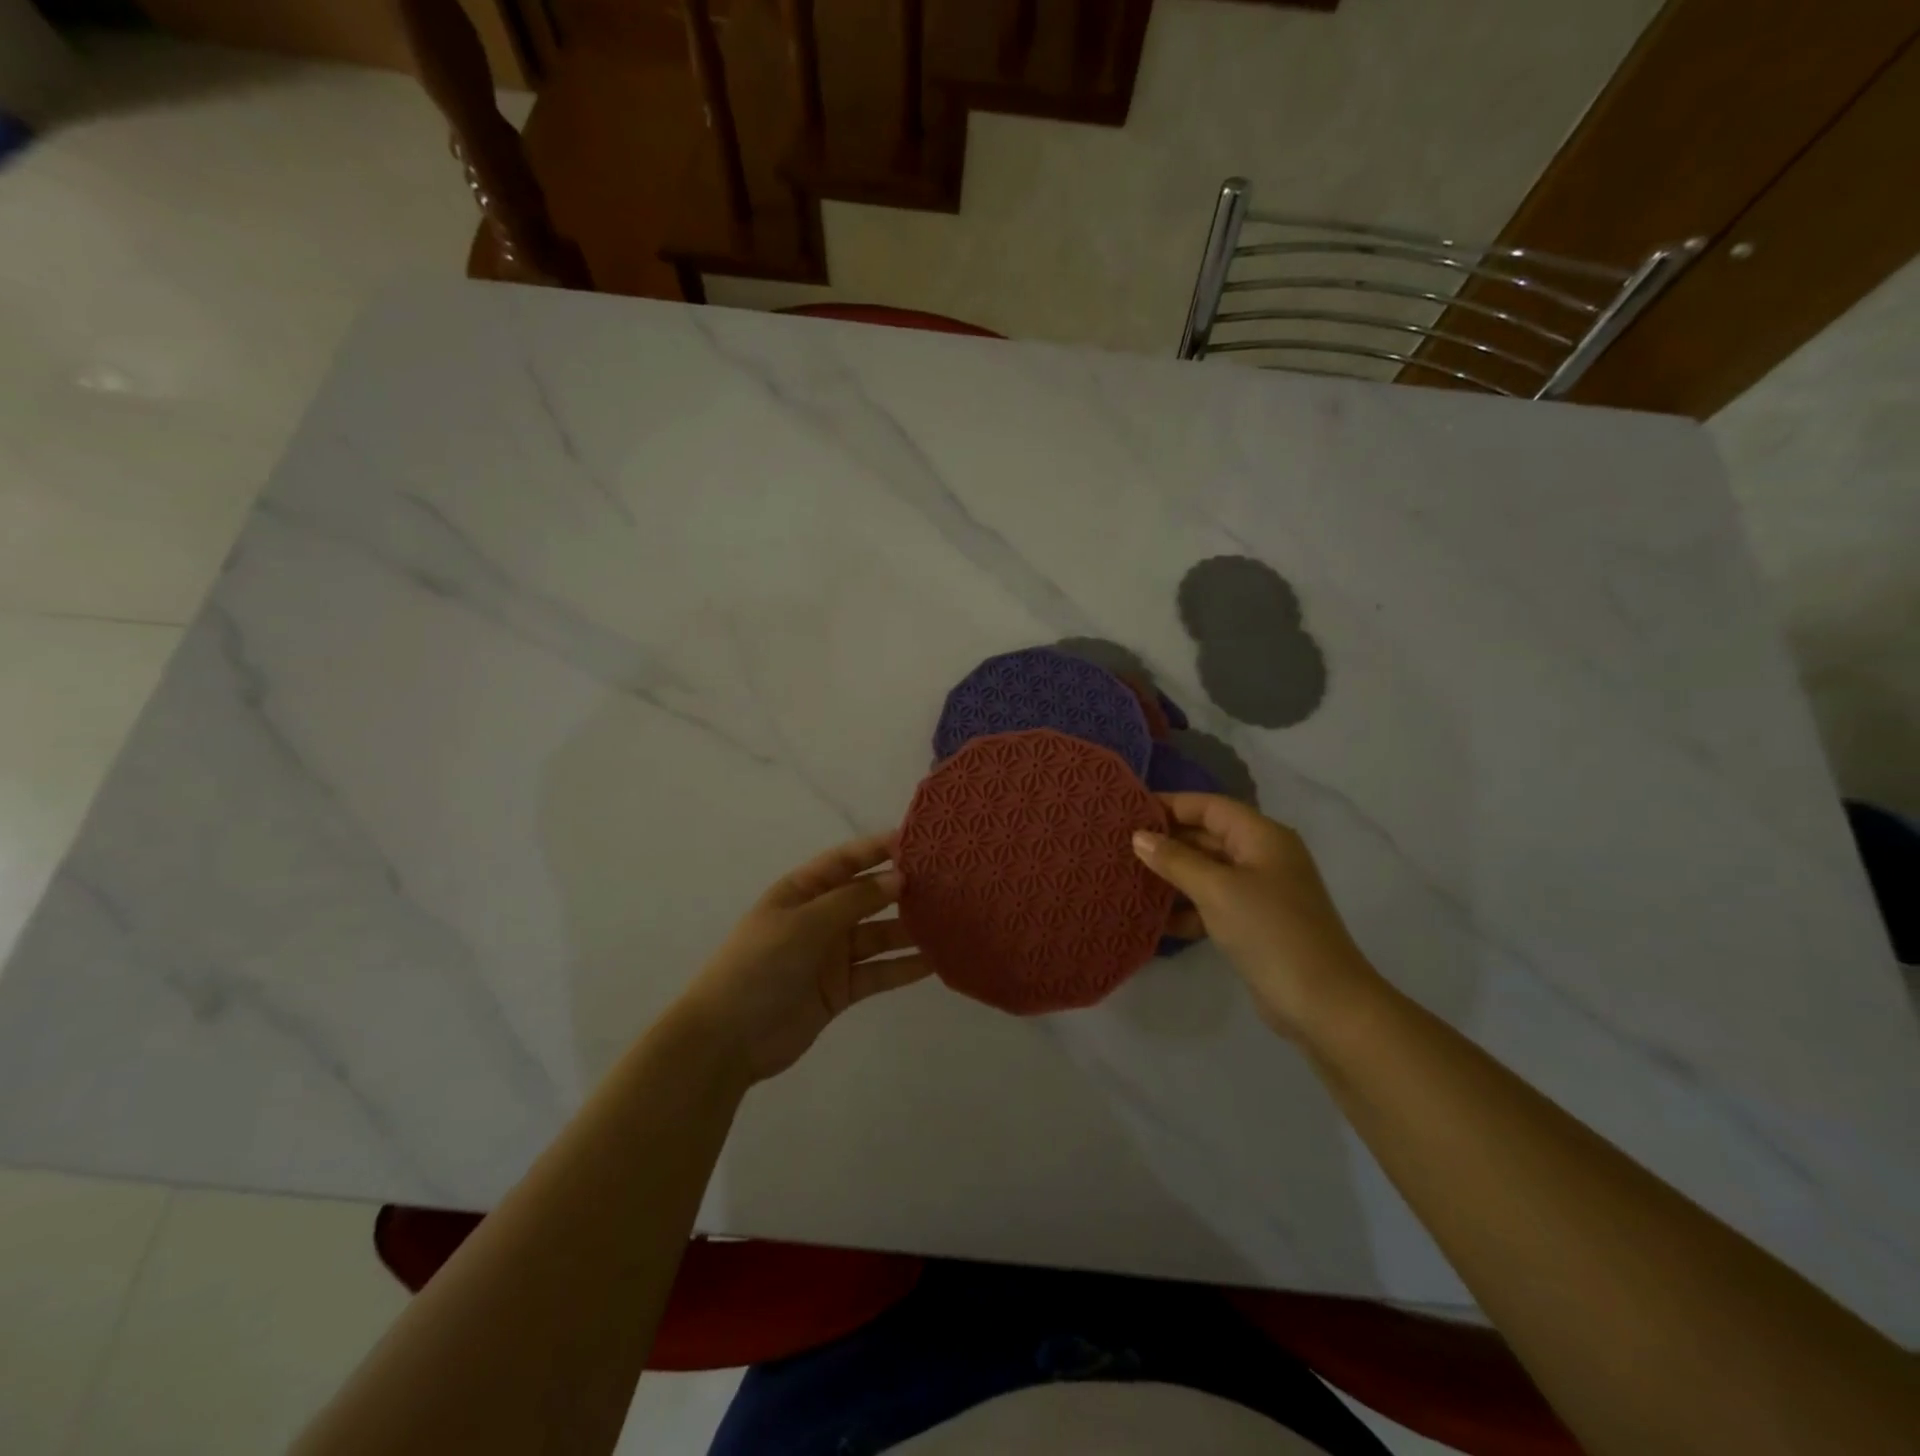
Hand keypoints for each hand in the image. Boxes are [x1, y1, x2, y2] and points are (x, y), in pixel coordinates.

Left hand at [675, 833, 929, 1083]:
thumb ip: (854, 900)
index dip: (878, 849)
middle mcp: (820, 918)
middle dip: (902, 889)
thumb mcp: (805, 923)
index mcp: (802, 891)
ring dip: (909, 930)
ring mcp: (831, 955)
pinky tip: (935, 961)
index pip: (846, 861)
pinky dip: (903, 968)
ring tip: (951, 920)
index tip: (918, 841)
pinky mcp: (841, 990)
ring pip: (879, 935)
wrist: (727, 1039)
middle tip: (947, 882)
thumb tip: (898, 878)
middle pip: (868, 897)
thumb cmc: (760, 965)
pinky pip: (879, 972)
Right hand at [1132, 794, 1379, 1038]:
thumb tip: (1139, 837)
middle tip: (1119, 848)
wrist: (1323, 1004)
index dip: (1169, 805)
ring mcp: (1259, 892)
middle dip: (1165, 843)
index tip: (1127, 813)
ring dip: (1172, 878)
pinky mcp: (1254, 924)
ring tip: (1128, 882)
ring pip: (1206, 872)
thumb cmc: (1269, 932)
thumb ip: (1175, 860)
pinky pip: (1212, 903)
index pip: (1208, 806)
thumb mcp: (1217, 890)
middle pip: (1206, 836)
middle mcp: (1262, 856)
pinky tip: (1155, 921)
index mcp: (1261, 836)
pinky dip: (1187, 909)